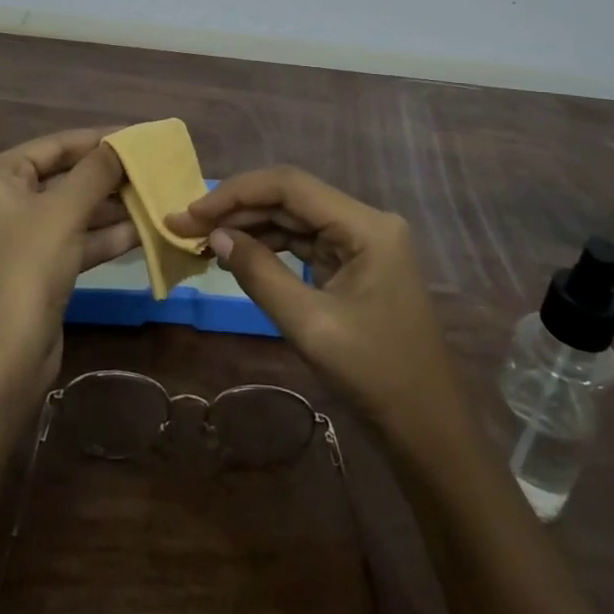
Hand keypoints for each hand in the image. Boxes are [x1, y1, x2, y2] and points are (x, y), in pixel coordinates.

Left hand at [0, 130, 134, 400]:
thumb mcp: (63, 212)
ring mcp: (20, 238)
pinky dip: (106, 236)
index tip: (140, 135)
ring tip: (158, 195)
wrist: (0, 361)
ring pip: (74, 211)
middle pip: (65, 177)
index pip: (55, 146)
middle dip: (109, 176)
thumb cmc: (25, 269)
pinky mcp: (37, 270)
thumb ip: (96, 172)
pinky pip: (76, 241)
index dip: (99, 139)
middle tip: (155, 168)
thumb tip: (123, 143)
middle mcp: (3, 202)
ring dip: (113, 207)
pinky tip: (145, 230)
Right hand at [168, 166, 467, 437]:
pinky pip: (305, 241)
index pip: (290, 186)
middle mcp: (366, 221)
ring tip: (203, 240)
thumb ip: (260, 273)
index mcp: (366, 225)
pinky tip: (237, 255)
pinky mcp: (356, 262)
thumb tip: (214, 236)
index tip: (191, 212)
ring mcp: (363, 241)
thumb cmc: (374, 375)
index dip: (236, 193)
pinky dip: (270, 246)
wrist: (427, 427)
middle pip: (291, 198)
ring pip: (295, 218)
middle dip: (237, 209)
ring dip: (250, 226)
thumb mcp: (309, 324)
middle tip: (186, 226)